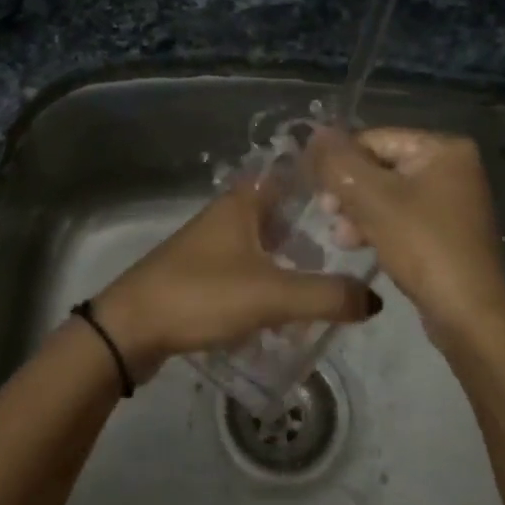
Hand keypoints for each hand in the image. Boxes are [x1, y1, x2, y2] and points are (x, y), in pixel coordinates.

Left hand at [90, 176, 381, 381]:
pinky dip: (271, 284)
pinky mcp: (203, 273)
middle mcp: (229, 213)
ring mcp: (213, 243)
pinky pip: (250, 270)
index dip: (329, 186)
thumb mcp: (272, 295)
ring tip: (330, 288)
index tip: (364, 205)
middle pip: (286, 214)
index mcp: (245, 201)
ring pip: (268, 245)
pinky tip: (288, 311)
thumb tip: (374, 300)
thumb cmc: (202, 295)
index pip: (295, 176)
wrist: (131, 328)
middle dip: (318, 233)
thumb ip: (327, 296)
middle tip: (356, 255)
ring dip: (295, 262)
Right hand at [307, 127, 504, 349]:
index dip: (340, 162)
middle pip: (380, 166)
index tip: (317, 191)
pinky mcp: (445, 230)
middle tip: (327, 214)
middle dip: (349, 191)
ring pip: (386, 193)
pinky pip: (400, 216)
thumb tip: (315, 132)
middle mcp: (452, 167)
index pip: (374, 139)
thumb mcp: (372, 198)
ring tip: (342, 237)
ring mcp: (451, 200)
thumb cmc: (422, 245)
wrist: (467, 314)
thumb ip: (339, 162)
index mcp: (443, 148)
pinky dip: (377, 226)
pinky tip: (358, 245)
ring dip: (358, 212)